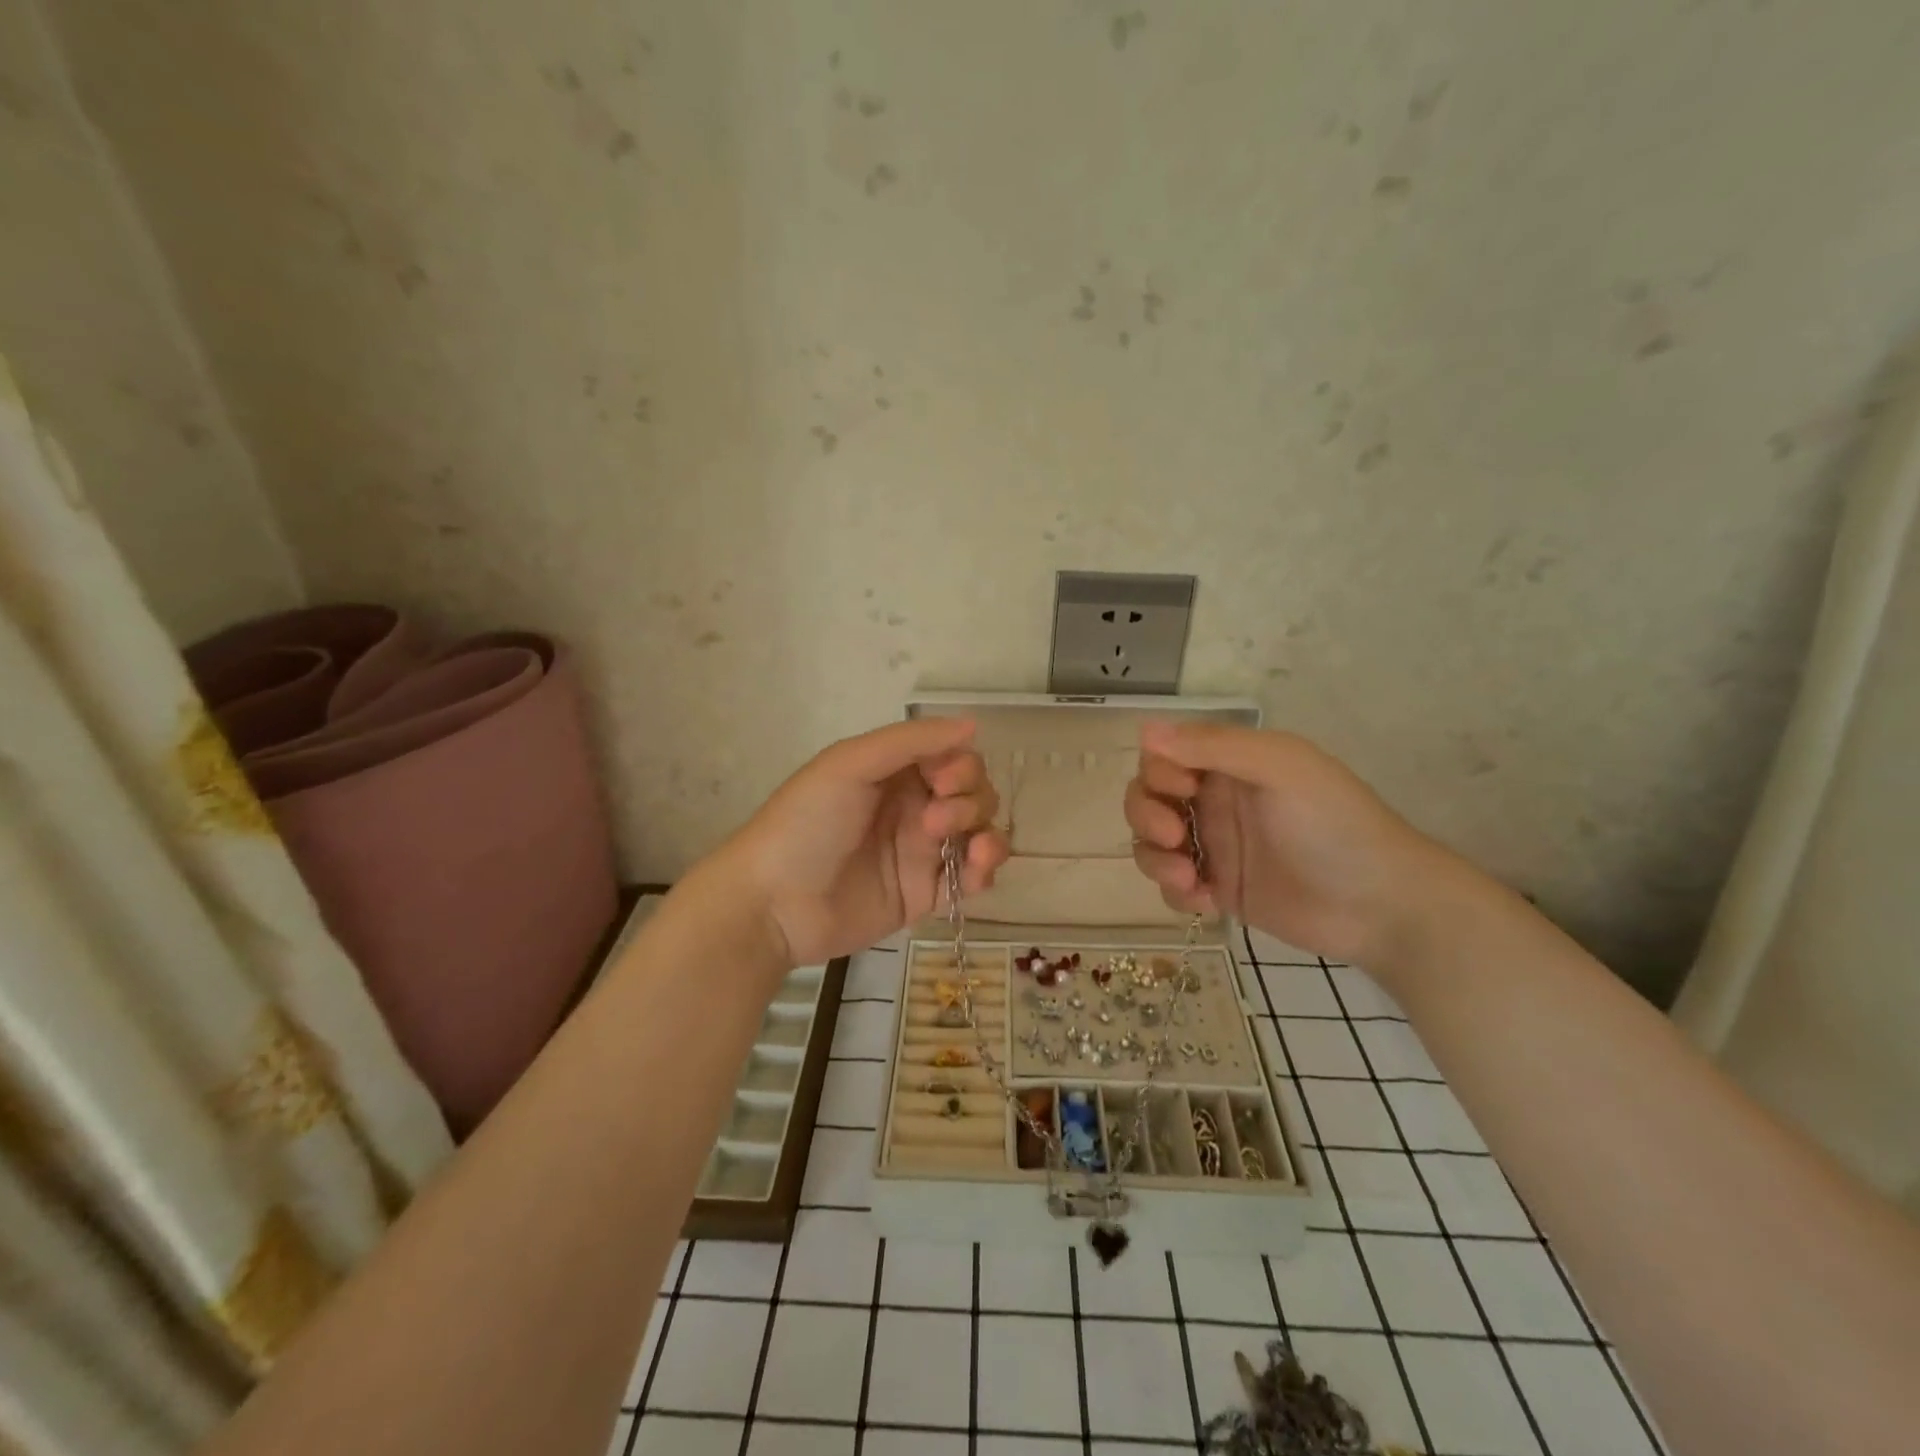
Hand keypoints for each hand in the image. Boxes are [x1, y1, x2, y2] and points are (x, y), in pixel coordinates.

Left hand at [721, 717, 1009, 968]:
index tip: (943, 782)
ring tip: (970, 850)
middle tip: (934, 821)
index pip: (951, 757)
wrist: (773, 904)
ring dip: (986, 832)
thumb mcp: (850, 765)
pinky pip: (972, 877)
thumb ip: (911, 741)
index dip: (961, 765)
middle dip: (970, 800)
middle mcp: (912, 806)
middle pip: (972, 792)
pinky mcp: (925, 894)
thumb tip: (972, 724)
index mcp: (893, 772)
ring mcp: (920, 851)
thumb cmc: (806, 824)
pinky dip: (985, 870)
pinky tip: (976, 871)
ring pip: (979, 831)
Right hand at [1124, 720, 1446, 967]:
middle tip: (1173, 836)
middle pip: (1147, 798)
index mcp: (1228, 764)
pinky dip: (1174, 891)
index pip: (1164, 756)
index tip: (1182, 790)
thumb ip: (1213, 746)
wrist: (1381, 906)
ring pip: (1151, 843)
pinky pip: (1171, 885)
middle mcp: (1214, 801)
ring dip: (1155, 858)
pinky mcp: (1218, 891)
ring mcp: (1215, 848)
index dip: (1158, 772)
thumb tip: (1145, 730)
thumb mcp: (1280, 768)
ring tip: (1188, 879)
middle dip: (1145, 815)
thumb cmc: (1334, 824)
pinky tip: (1205, 901)